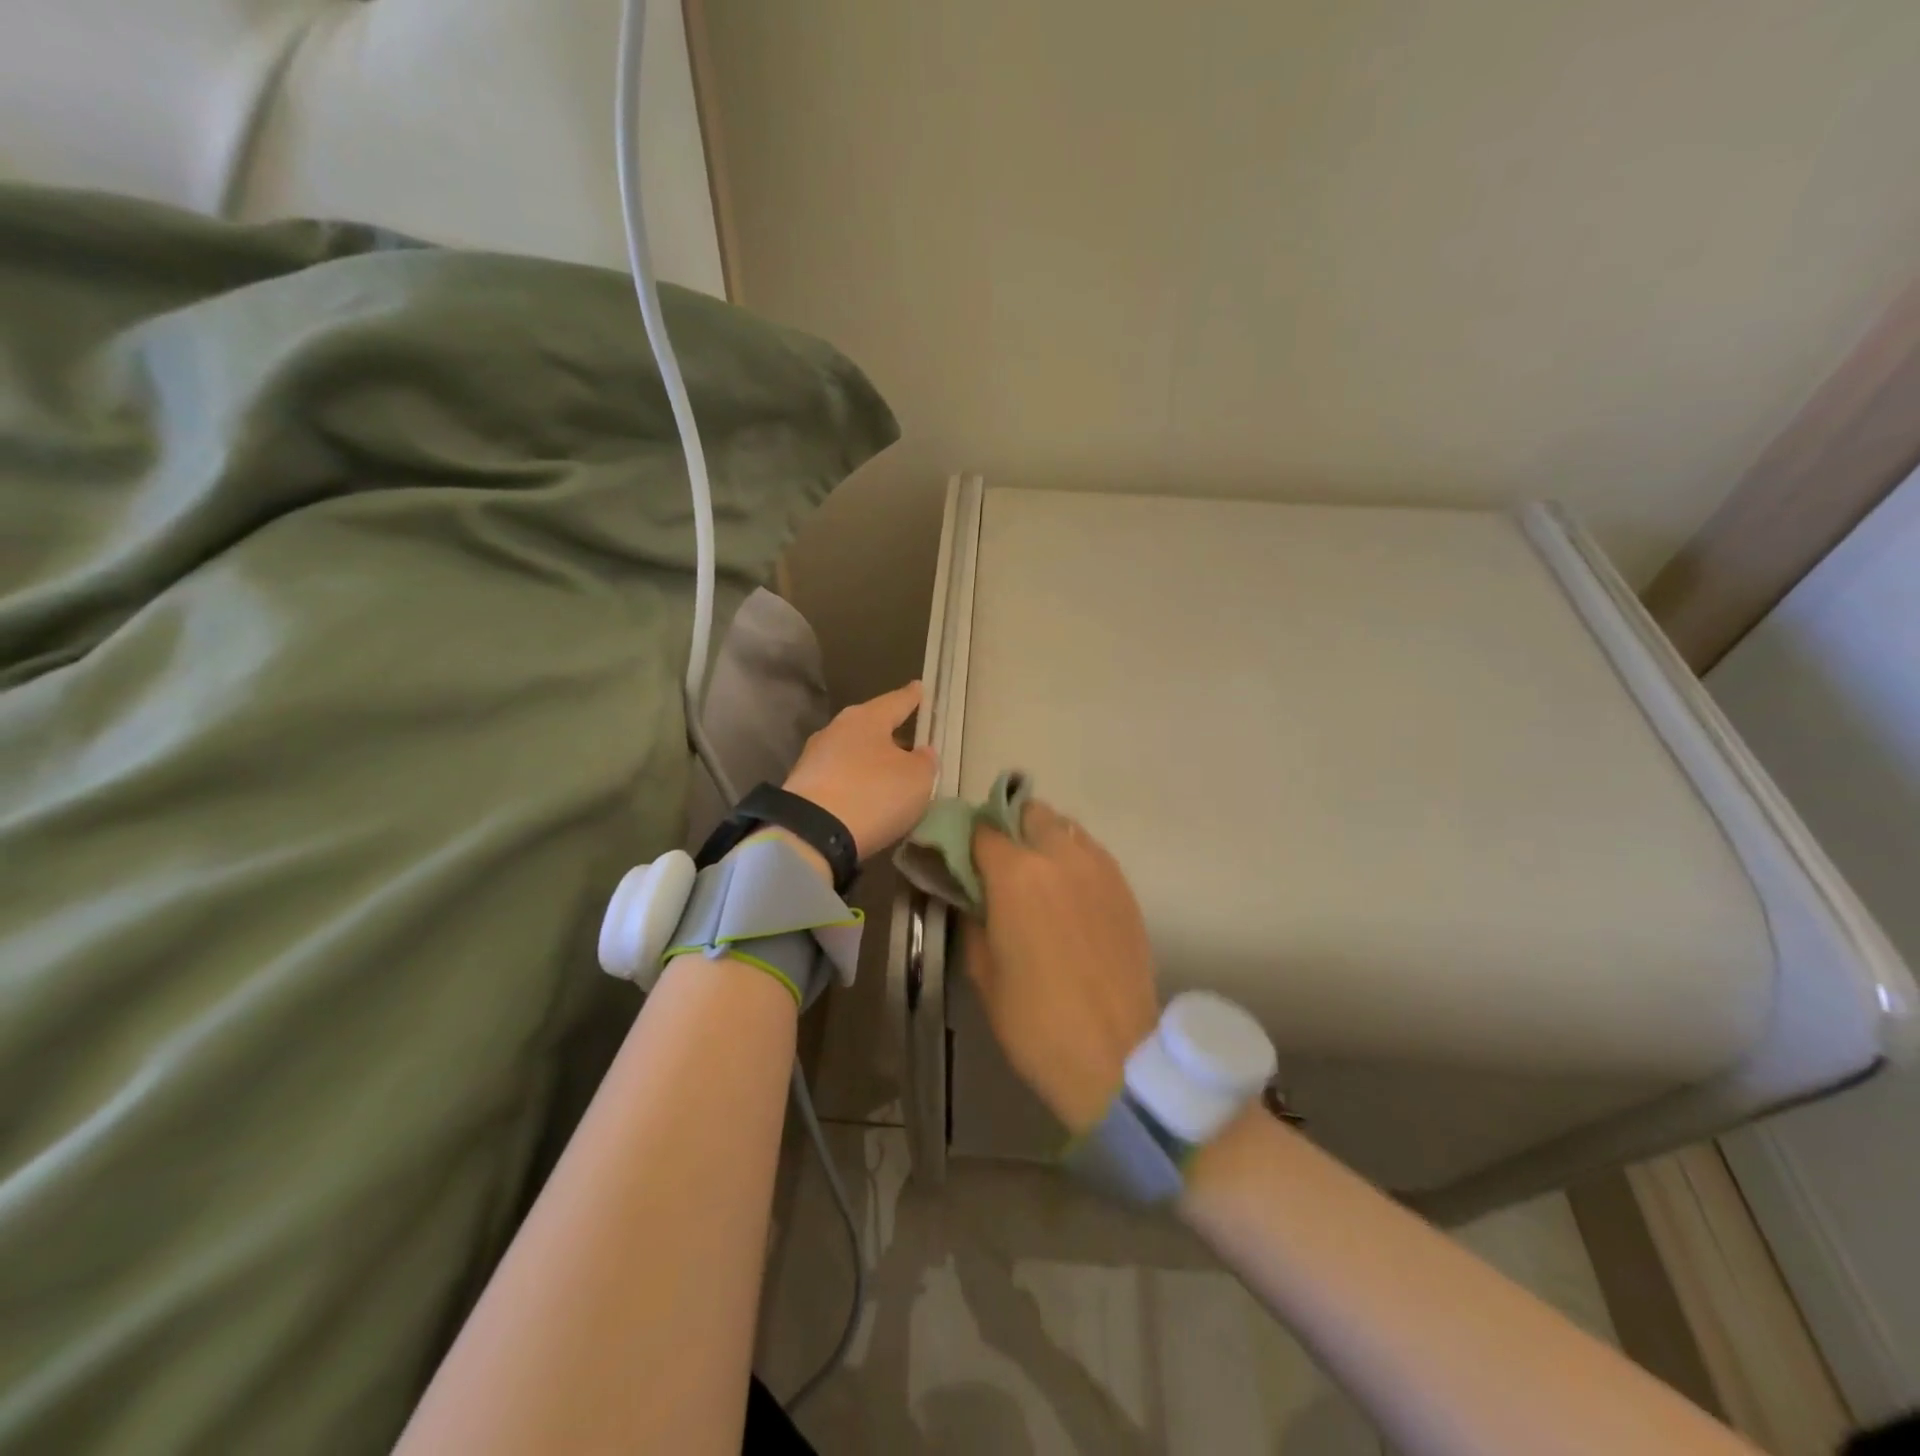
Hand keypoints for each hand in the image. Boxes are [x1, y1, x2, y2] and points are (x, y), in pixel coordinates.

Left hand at [782, 681, 937, 861]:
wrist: (811, 833)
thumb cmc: (874, 794)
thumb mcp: (917, 779)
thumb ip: (924, 762)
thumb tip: (921, 753)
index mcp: (867, 718)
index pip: (896, 701)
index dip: (912, 697)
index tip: (919, 687)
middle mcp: (837, 729)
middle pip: (870, 726)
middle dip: (889, 733)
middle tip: (909, 741)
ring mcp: (815, 757)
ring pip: (852, 752)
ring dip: (869, 761)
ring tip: (888, 775)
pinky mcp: (802, 786)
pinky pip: (838, 777)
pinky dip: (853, 783)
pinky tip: (864, 797)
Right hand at [962, 801, 1161, 1134]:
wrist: (1114, 1054)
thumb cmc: (1035, 1020)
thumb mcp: (983, 971)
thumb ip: (972, 918)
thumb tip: (970, 894)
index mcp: (1016, 874)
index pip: (983, 831)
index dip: (967, 840)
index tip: (960, 858)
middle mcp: (1060, 856)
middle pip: (1030, 813)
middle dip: (1010, 827)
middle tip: (1000, 864)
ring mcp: (1099, 868)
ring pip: (1066, 827)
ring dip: (1044, 838)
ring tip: (1037, 876)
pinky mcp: (1124, 886)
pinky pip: (1092, 852)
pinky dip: (1074, 857)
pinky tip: (1069, 892)